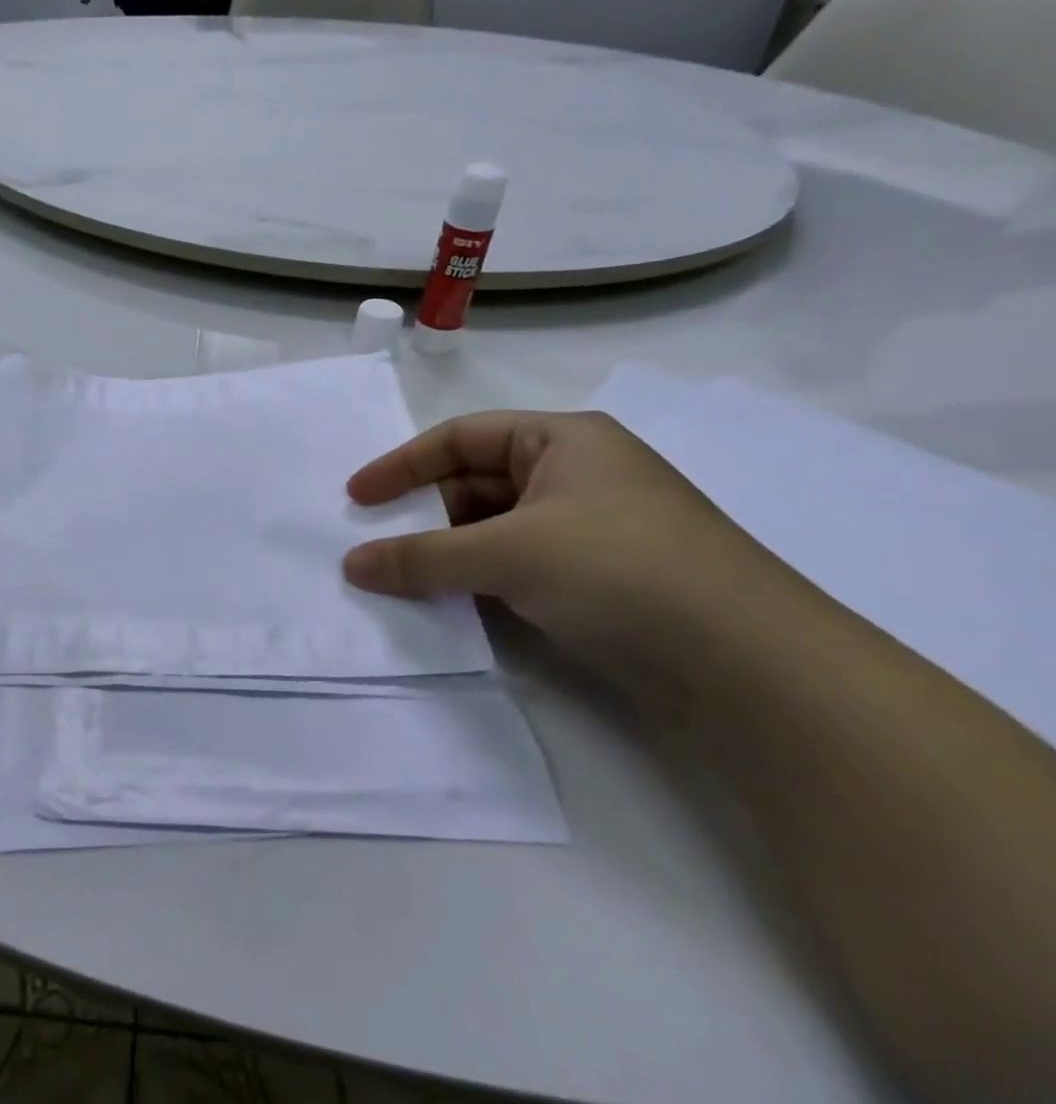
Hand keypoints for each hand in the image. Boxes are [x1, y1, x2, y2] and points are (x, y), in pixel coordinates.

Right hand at [342, 411, 786, 665]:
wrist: (752, 666)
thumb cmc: (621, 570)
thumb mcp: (509, 553)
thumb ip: (422, 557)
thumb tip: (351, 565)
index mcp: (563, 440)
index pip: (461, 438)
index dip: (402, 464)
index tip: (356, 499)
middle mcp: (575, 476)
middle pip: (473, 484)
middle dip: (422, 515)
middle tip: (373, 546)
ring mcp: (587, 531)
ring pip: (492, 531)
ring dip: (446, 554)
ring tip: (398, 581)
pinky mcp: (596, 582)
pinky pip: (514, 568)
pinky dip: (476, 582)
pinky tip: (447, 605)